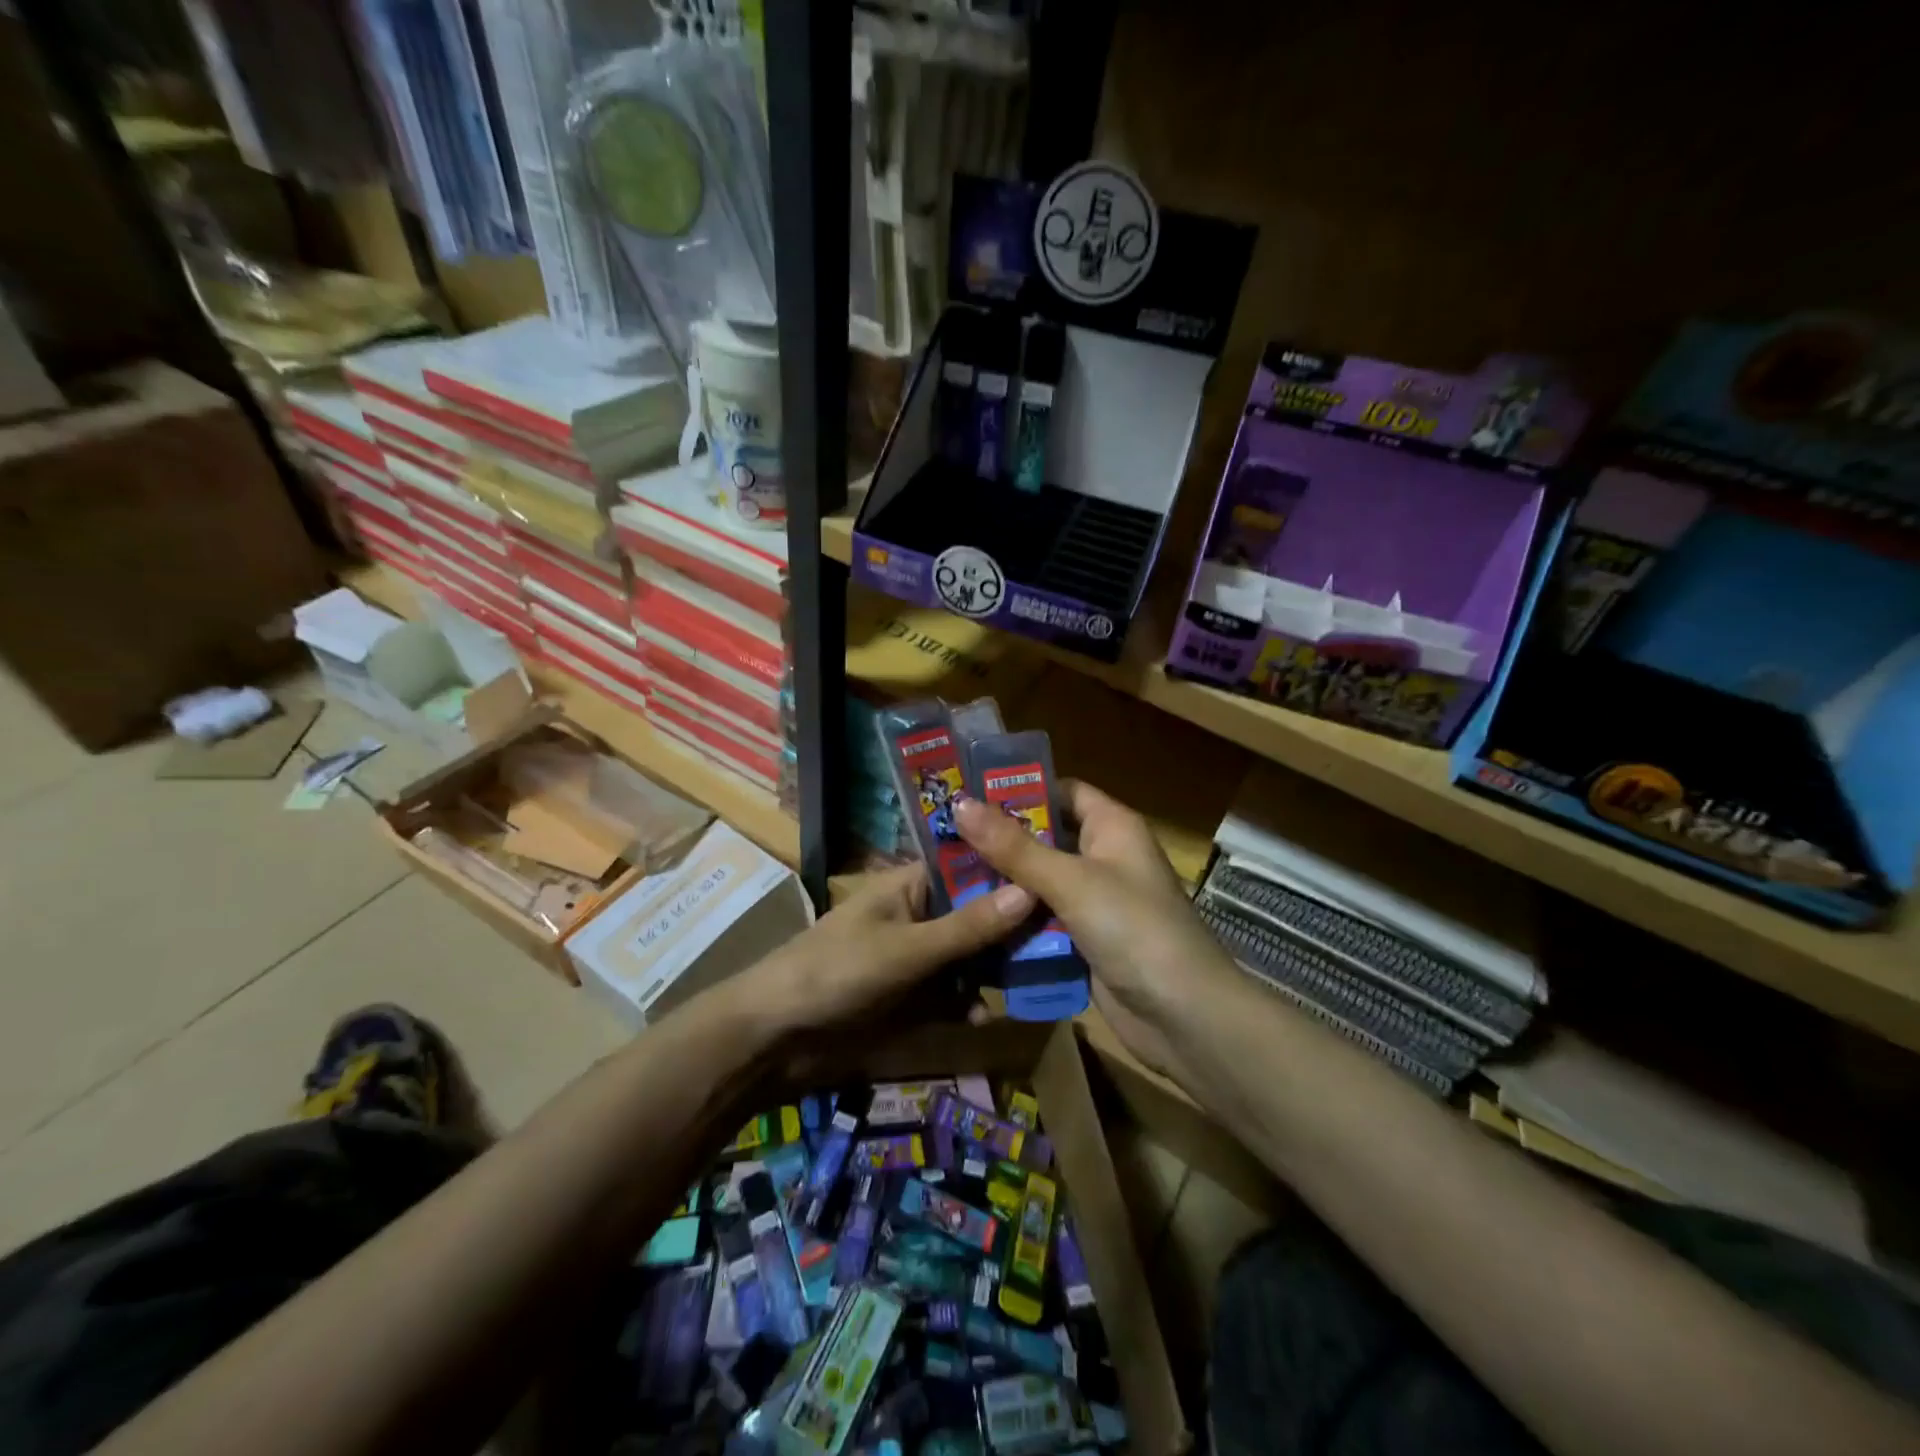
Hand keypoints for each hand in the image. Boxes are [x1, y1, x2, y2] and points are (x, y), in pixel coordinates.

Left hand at [728, 863, 1034, 1036]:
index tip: (1058, 876)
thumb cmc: (837, 972)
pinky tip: (987, 1018)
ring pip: (972, 957)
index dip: (1011, 869)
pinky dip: (970, 1004)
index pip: (971, 865)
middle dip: (1013, 927)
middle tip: (1065, 937)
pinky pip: (954, 995)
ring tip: (1043, 978)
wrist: (776, 1038)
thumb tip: (1031, 890)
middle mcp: (921, 915)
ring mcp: (918, 958)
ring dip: (998, 969)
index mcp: (912, 885)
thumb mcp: (908, 949)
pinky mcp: (913, 998)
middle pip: (979, 913)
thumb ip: (968, 927)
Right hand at [954, 782, 1239, 1078]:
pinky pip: (1043, 922)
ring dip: (1002, 886)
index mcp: (1112, 827)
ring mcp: (1095, 903)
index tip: (968, 795)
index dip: (1020, 791)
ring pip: (1039, 884)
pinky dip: (1015, 922)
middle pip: (1045, 839)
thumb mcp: (1070, 881)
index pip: (1062, 792)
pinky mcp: (1086, 941)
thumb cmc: (1133, 928)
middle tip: (943, 840)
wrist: (1184, 1017)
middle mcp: (1104, 858)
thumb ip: (1013, 847)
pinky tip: (972, 921)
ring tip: (944, 878)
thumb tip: (960, 802)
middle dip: (999, 842)